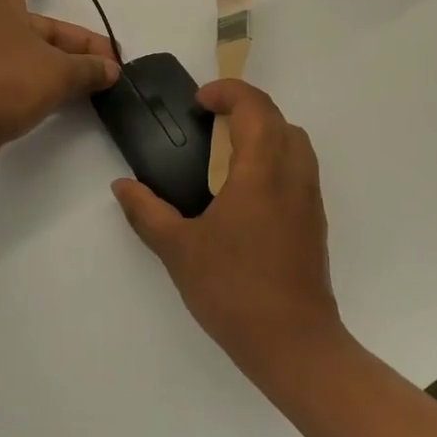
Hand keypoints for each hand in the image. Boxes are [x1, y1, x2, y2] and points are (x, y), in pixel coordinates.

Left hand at [0, 0, 121, 175]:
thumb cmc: (3, 81)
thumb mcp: (57, 72)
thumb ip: (88, 68)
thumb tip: (110, 69)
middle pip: (38, 23)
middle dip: (75, 41)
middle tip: (109, 62)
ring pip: (30, 52)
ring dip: (63, 64)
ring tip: (97, 82)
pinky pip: (17, 75)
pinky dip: (42, 81)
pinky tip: (67, 99)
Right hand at [112, 79, 344, 380]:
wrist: (293, 345)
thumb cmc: (233, 289)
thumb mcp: (178, 249)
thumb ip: (147, 212)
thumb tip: (122, 186)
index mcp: (262, 172)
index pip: (255, 108)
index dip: (229, 92)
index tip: (200, 101)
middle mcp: (293, 177)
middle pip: (280, 120)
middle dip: (246, 108)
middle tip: (210, 122)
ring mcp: (309, 200)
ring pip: (295, 144)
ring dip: (265, 132)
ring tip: (226, 152)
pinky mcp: (314, 223)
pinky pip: (299, 170)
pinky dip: (275, 158)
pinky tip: (245, 192)